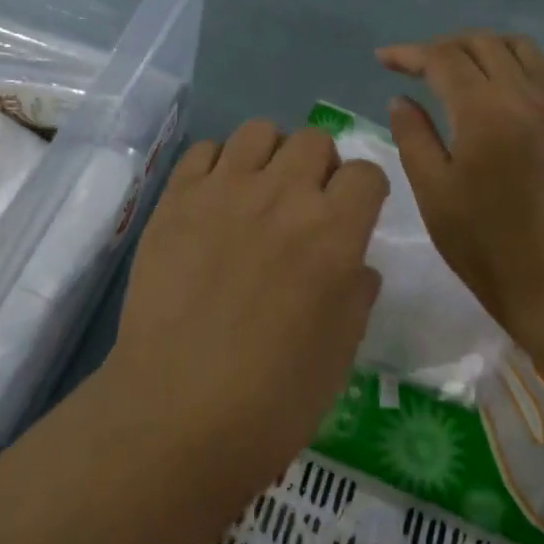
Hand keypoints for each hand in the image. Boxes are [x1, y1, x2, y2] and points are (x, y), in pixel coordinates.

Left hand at [103, 121, 388, 497]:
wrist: (177, 412)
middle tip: (304, 205)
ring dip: (269, 155)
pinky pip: (204, 150)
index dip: (365, 192)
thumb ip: (356, 293)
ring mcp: (224, 190)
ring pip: (259, 131)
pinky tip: (213, 200)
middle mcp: (283, 195)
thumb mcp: (341, 352)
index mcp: (333, 231)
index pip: (366, 173)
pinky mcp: (176, 198)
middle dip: (319, 166)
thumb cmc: (273, 398)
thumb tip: (355, 264)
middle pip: (314, 140)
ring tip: (258, 193)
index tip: (354, 214)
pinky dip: (216, 165)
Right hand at [378, 31, 543, 342]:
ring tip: (458, 67)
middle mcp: (522, 95)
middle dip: (443, 46)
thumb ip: (413, 135)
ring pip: (519, 47)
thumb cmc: (481, 238)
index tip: (383, 58)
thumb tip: (401, 99)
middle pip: (481, 43)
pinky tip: (507, 79)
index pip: (443, 59)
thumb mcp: (431, 188)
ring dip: (483, 47)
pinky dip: (525, 62)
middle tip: (415, 67)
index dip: (409, 54)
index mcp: (484, 110)